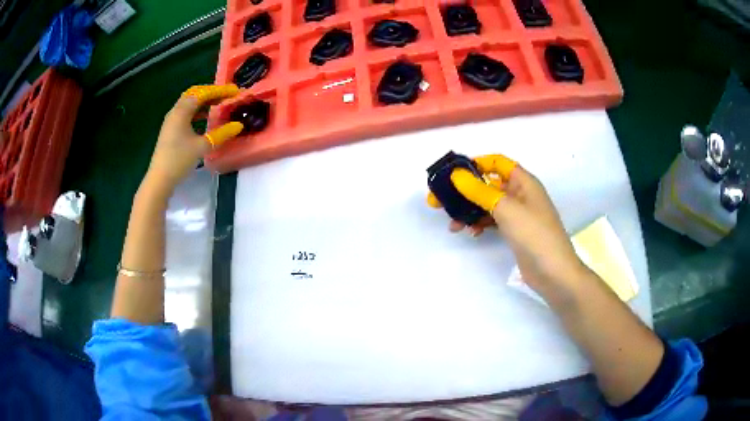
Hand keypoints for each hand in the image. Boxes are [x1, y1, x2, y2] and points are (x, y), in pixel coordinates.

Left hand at [146, 84, 243, 190]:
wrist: (159, 179)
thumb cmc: (179, 160)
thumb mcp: (202, 147)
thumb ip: (221, 134)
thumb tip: (238, 125)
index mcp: (181, 111)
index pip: (202, 93)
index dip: (219, 90)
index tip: (234, 91)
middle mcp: (175, 112)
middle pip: (194, 95)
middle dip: (211, 93)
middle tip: (226, 95)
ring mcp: (172, 121)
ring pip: (190, 104)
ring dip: (204, 102)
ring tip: (219, 104)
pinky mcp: (171, 130)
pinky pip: (186, 113)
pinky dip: (198, 111)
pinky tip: (206, 118)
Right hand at [427, 154, 585, 293]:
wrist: (553, 272)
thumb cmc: (534, 234)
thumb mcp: (506, 209)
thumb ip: (480, 191)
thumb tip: (456, 175)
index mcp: (523, 181)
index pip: (497, 163)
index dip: (476, 164)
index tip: (453, 174)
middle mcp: (520, 194)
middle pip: (488, 184)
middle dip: (464, 191)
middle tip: (439, 201)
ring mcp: (518, 214)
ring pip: (488, 205)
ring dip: (469, 210)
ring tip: (452, 224)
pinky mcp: (514, 231)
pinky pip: (493, 221)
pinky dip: (480, 224)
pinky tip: (470, 232)